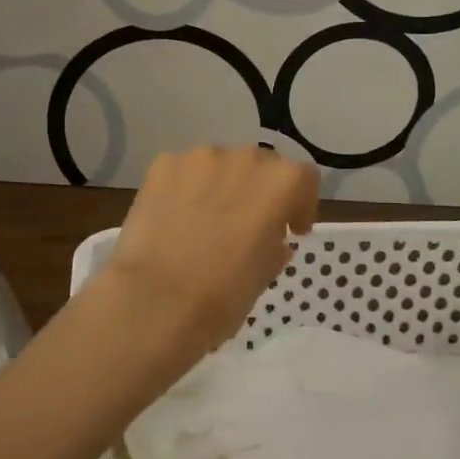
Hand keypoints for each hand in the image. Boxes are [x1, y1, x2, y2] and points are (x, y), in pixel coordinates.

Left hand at [96, 146, 317, 374]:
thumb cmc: (224, 294)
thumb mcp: (266, 273)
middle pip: (260, 165)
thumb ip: (275, 242)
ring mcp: (199, 157)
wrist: (156, 300)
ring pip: (219, 165)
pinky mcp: (162, 165)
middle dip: (258, 190)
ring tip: (205, 220)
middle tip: (246, 224)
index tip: (291, 230)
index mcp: (281, 183)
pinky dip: (185, 188)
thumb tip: (269, 235)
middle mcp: (244, 157)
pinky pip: (183, 171)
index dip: (300, 204)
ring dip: (221, 185)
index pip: (303, 178)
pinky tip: (175, 218)